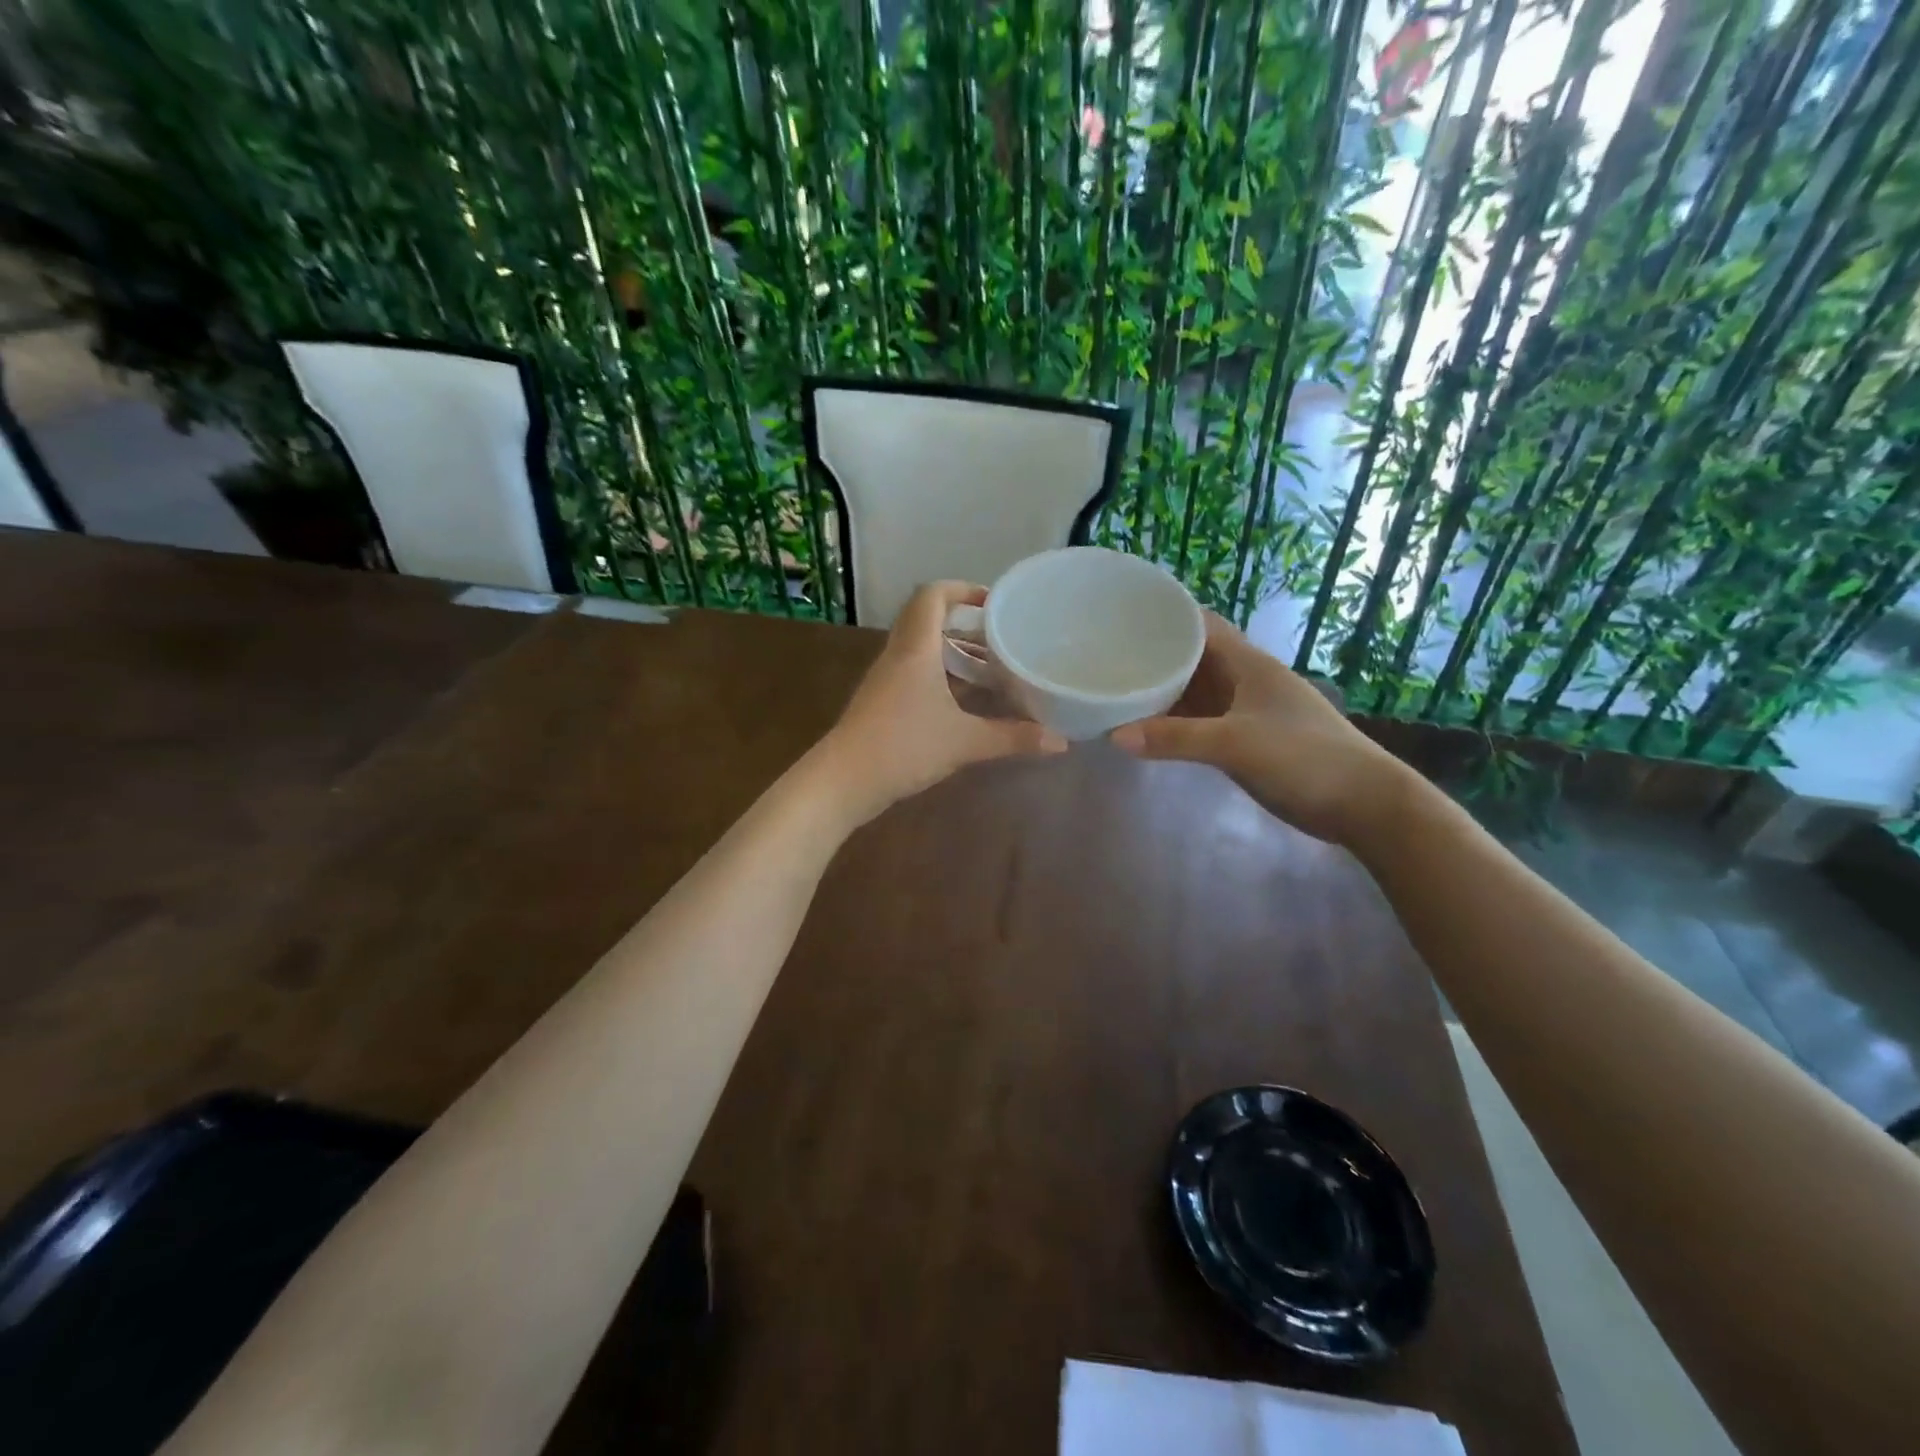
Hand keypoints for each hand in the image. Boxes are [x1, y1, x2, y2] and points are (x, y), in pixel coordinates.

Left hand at [818, 581, 1066, 823]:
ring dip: (953, 652)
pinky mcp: (881, 701)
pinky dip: (940, 675)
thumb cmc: (904, 747)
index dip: (961, 590)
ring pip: (921, 649)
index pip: (932, 596)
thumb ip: (1012, 738)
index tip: (992, 604)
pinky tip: (964, 701)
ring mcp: (885, 679)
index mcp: (916, 649)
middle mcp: (898, 655)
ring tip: (990, 668)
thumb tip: (1060, 742)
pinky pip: (913, 672)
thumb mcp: (964, 742)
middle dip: (964, 624)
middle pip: (927, 620)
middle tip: (1000, 638)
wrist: (843, 781)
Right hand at [1110, 612, 1413, 846]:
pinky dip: (1176, 720)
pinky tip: (1149, 727)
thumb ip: (1176, 739)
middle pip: (1193, 656)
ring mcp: (1247, 710)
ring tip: (1118, 688)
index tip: (1122, 618)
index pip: (1200, 624)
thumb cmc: (1304, 758)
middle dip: (1155, 654)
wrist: (1363, 803)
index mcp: (1247, 663)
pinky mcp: (1247, 738)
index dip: (1164, 616)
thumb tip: (1114, 736)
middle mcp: (1245, 679)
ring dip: (1164, 689)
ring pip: (1196, 689)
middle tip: (1106, 656)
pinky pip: (1201, 719)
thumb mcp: (1235, 744)